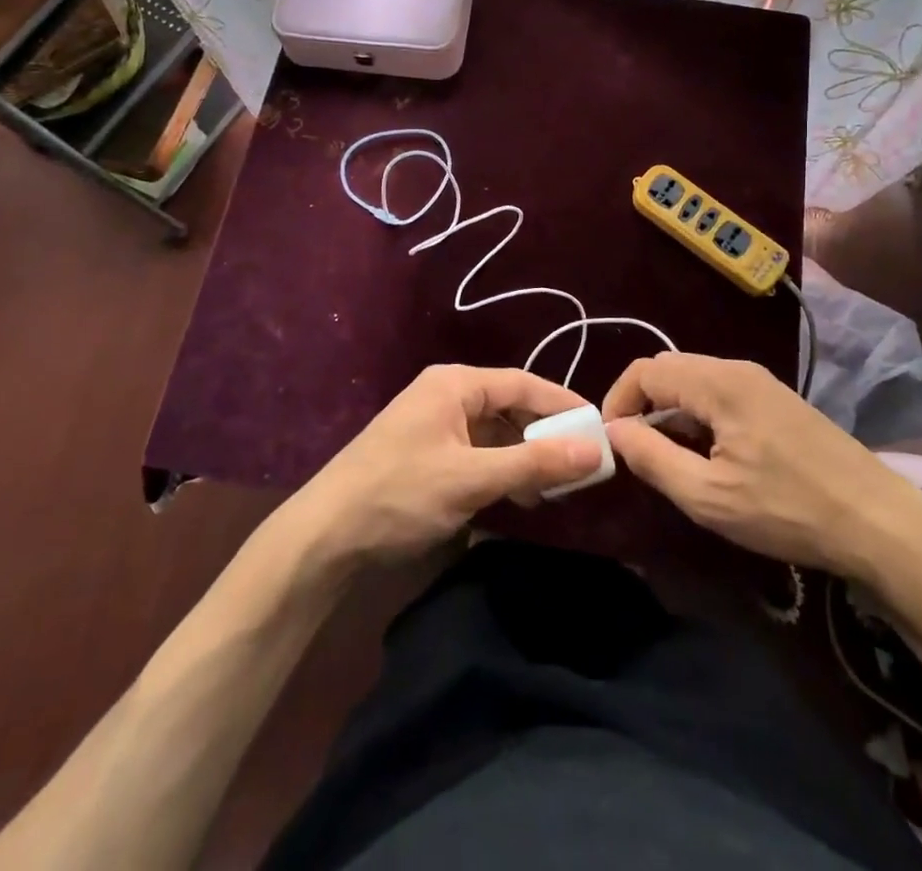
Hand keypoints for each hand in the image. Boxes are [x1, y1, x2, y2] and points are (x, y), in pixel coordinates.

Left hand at [284, 366, 601, 568]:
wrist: (323, 537)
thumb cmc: (399, 494)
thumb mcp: (471, 479)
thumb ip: (533, 463)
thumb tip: (594, 449)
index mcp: (454, 384)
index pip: (522, 383)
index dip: (562, 405)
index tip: (598, 427)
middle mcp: (446, 395)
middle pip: (509, 407)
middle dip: (544, 436)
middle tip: (581, 465)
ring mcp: (434, 425)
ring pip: (495, 433)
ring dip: (524, 458)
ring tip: (554, 489)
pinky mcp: (427, 455)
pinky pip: (477, 453)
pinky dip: (501, 471)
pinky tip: (518, 497)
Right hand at [602, 353, 921, 622]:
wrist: (879, 522)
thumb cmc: (788, 510)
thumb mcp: (709, 497)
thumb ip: (652, 459)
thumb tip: (613, 432)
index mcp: (718, 383)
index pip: (645, 371)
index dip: (618, 401)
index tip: (612, 443)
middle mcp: (737, 368)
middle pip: (669, 370)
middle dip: (643, 406)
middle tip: (639, 453)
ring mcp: (761, 381)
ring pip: (695, 381)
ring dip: (671, 412)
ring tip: (672, 459)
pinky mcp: (777, 399)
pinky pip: (721, 393)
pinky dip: (699, 415)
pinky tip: (711, 456)